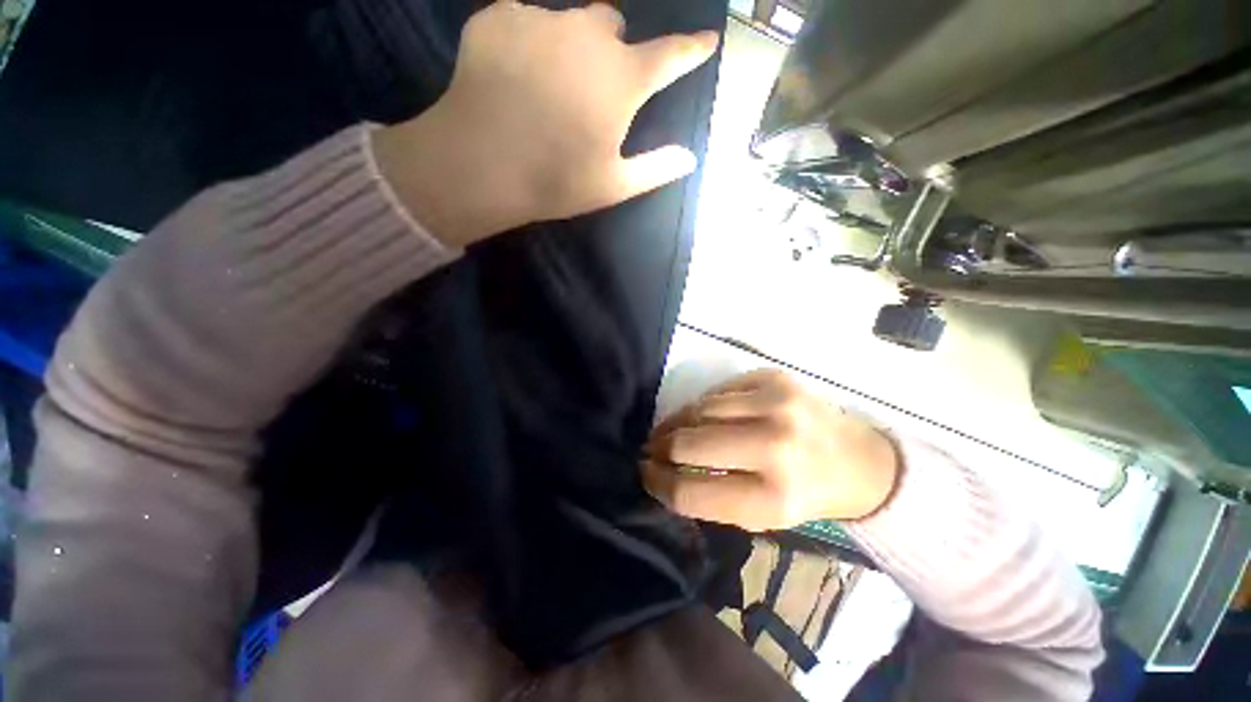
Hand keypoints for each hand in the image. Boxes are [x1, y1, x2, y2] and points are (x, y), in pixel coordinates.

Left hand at [373, 1, 719, 246]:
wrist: (478, 164)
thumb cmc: (555, 181)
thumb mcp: (613, 185)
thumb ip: (656, 168)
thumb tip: (690, 157)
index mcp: (621, 78)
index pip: (670, 55)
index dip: (691, 49)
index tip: (705, 41)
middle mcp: (587, 35)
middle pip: (612, 24)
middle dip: (611, 47)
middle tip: (593, 85)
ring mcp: (540, 19)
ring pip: (567, 20)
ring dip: (568, 45)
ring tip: (548, 84)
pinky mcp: (498, 18)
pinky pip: (524, 20)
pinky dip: (527, 43)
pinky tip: (512, 76)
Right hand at [643, 370, 899, 531]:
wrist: (859, 460)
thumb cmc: (805, 494)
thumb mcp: (760, 516)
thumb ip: (710, 496)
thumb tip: (661, 471)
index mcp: (774, 499)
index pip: (691, 491)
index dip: (658, 481)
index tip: (644, 473)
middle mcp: (776, 447)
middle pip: (688, 444)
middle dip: (659, 447)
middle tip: (650, 449)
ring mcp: (777, 404)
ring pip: (698, 409)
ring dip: (677, 422)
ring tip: (670, 430)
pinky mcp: (775, 378)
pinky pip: (718, 391)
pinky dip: (704, 406)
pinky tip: (704, 416)